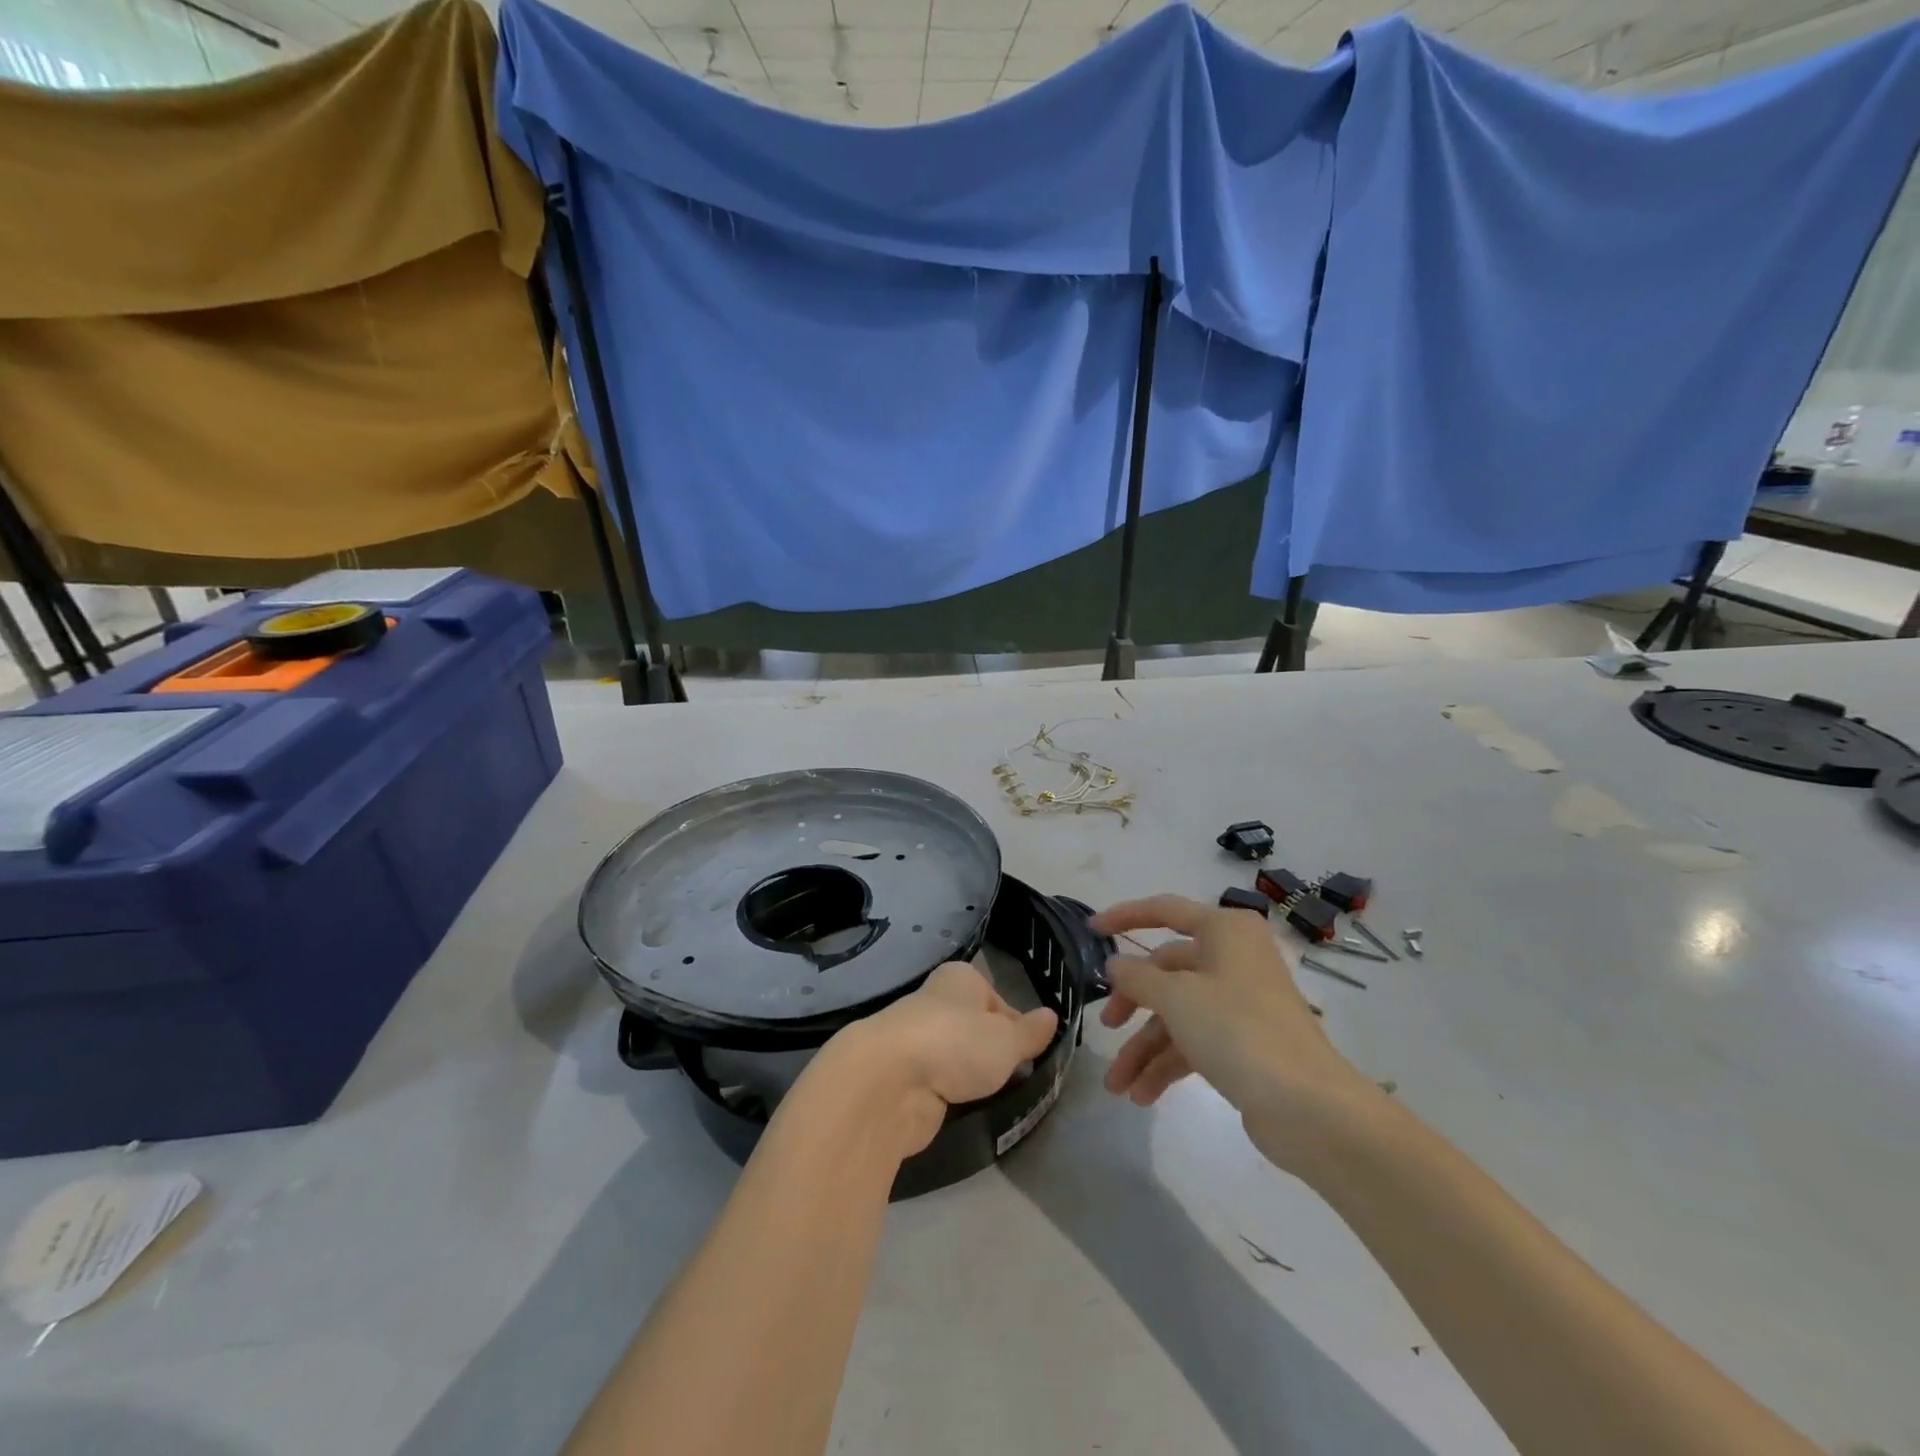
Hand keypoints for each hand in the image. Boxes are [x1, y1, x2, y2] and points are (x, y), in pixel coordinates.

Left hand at [825, 962, 1058, 1159]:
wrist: (889, 1081)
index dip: (1016, 1026)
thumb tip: (1052, 1016)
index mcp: (960, 979)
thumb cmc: (957, 1042)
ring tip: (991, 1095)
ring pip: (954, 1056)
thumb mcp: (1007, 1039)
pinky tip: (962, 1108)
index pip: (997, 999)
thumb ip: (1030, 1032)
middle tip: (1015, 1077)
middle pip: (974, 1027)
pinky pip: (937, 1082)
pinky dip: (950, 1094)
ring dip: (970, 1075)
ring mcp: (916, 1039)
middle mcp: (935, 1001)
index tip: (1030, 1053)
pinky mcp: (903, 1075)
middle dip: (992, 1052)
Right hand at [1092, 894, 1379, 1173]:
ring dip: (1144, 1048)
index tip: (1090, 929)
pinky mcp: (1244, 1042)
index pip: (1165, 910)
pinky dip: (1167, 1065)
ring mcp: (1240, 1002)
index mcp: (1224, 931)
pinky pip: (1194, 1042)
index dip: (1125, 916)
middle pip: (1167, 970)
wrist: (1309, 1107)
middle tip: (1105, 1026)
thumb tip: (1115, 964)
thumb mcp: (1176, 997)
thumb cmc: (1237, 1030)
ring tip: (1117, 1086)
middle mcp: (1233, 958)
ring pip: (1177, 1013)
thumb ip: (1137, 977)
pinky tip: (1142, 1095)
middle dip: (1132, 1004)